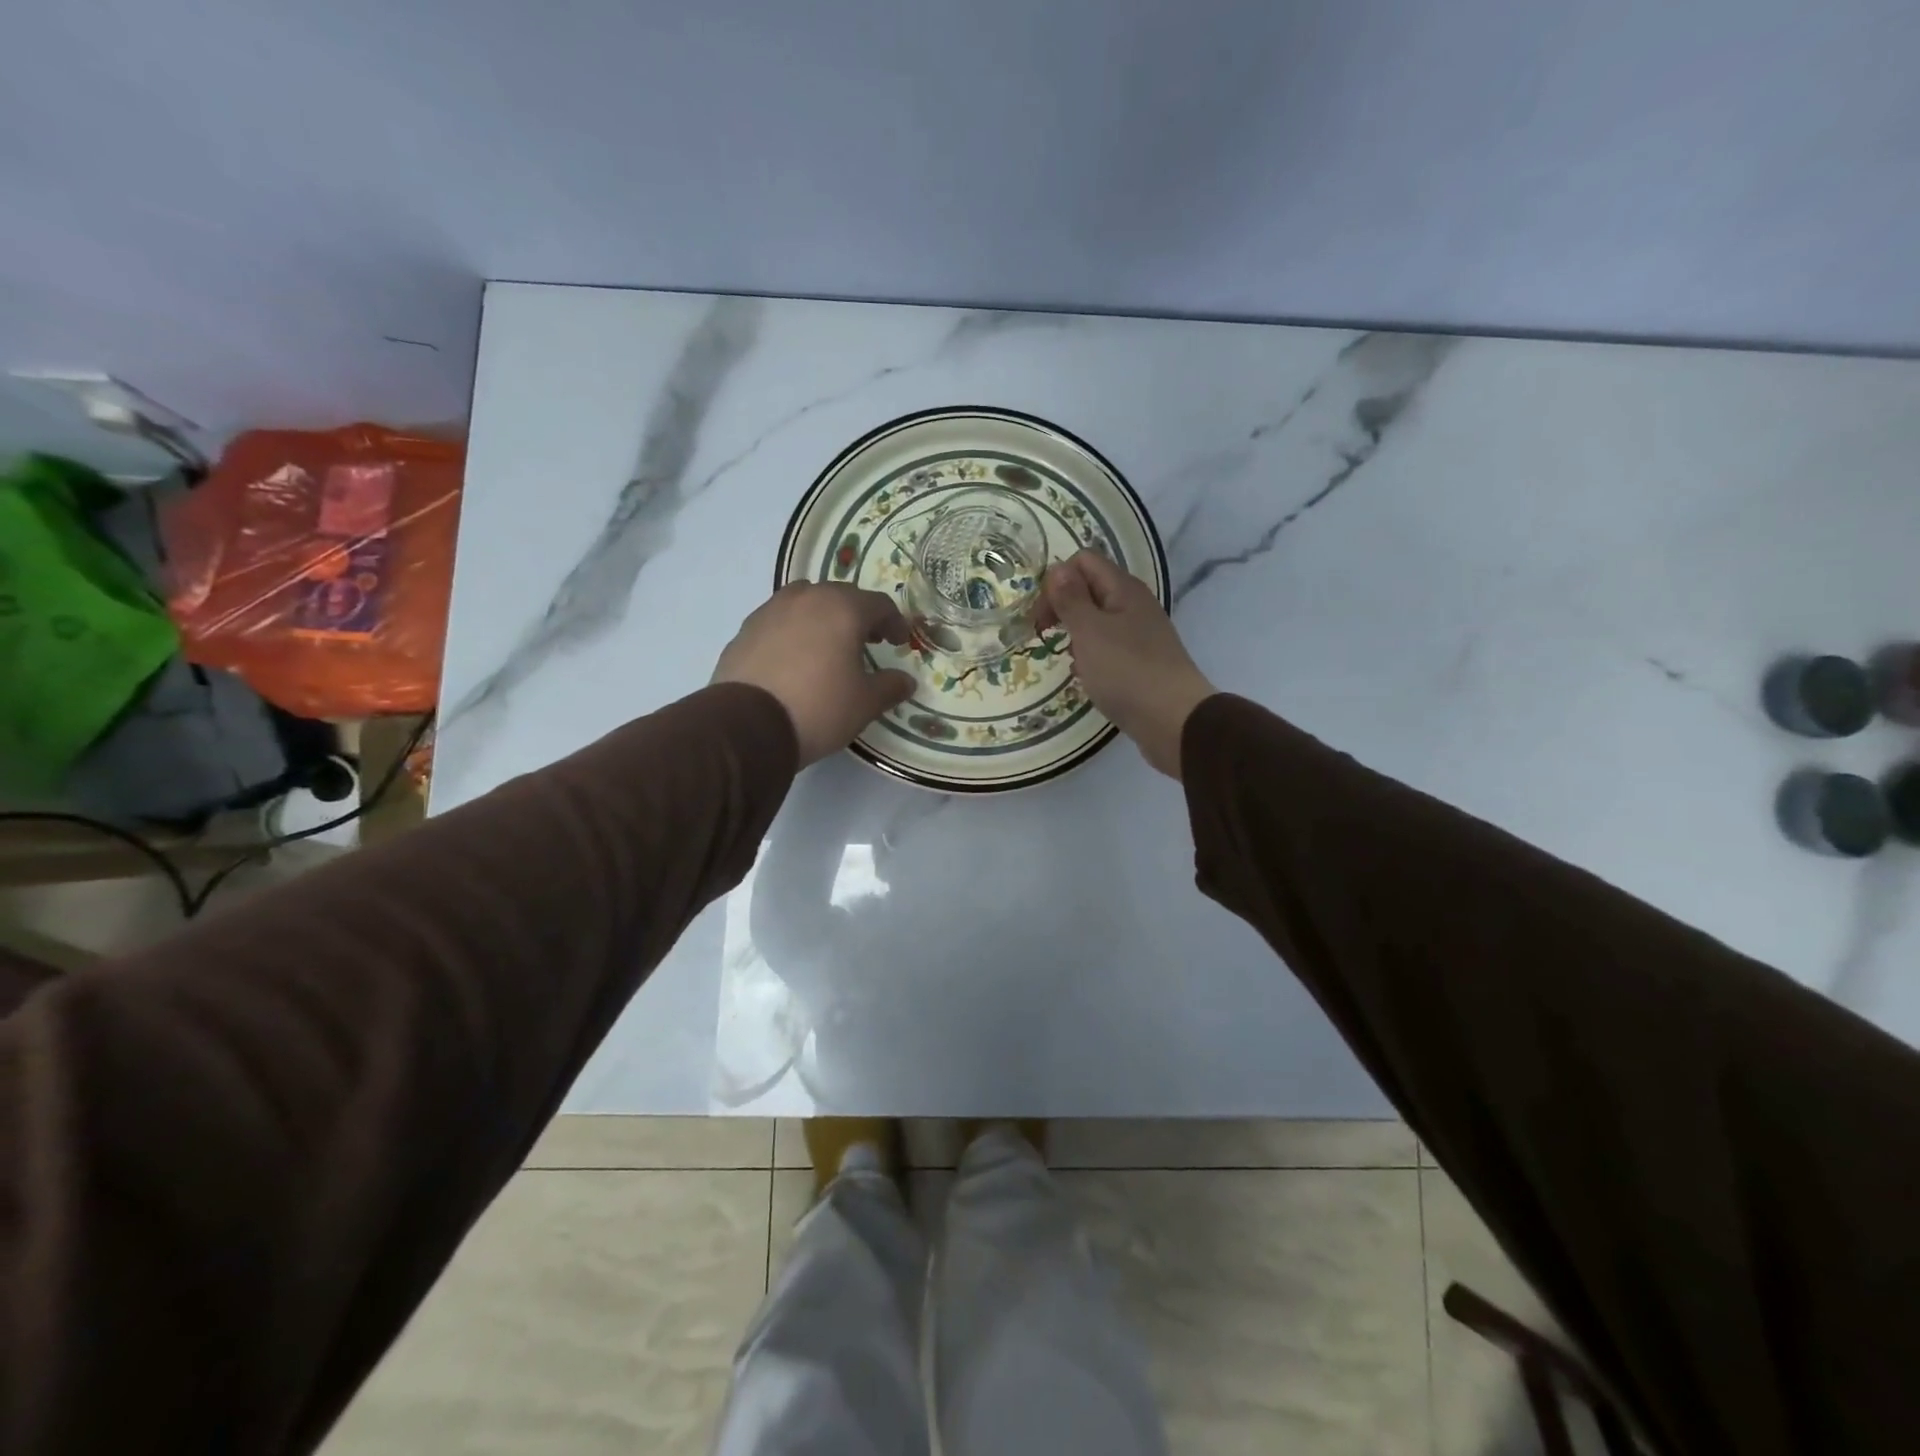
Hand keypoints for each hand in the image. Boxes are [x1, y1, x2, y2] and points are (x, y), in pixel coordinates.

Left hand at [713, 583, 916, 766]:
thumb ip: (890, 687)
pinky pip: (779, 621)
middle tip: (868, 640)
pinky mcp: (745, 629)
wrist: (747, 725)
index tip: (900, 641)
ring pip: (806, 602)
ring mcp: (771, 610)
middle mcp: (807, 598)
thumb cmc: (818, 707)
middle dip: (859, 615)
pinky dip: (794, 631)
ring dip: (823, 617)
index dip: (895, 622)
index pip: (879, 604)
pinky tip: (794, 659)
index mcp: (843, 609)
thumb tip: (906, 681)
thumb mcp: (865, 703)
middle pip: (841, 596)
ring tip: (828, 644)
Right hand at [1039, 550, 1215, 778]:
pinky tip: (1085, 675)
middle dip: (1063, 606)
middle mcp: (1134, 604)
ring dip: (1076, 633)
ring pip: (1098, 620)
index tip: (1042, 615)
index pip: (1083, 561)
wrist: (1174, 720)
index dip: (1057, 581)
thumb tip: (1057, 569)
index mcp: (1123, 589)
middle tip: (1044, 634)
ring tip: (1065, 657)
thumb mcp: (1090, 632)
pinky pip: (1108, 647)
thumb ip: (1071, 599)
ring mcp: (1140, 634)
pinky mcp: (1141, 661)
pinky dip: (1091, 656)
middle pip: (1090, 589)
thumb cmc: (1126, 671)